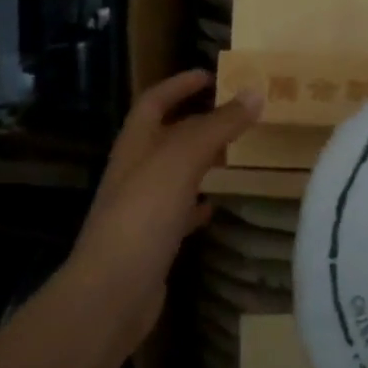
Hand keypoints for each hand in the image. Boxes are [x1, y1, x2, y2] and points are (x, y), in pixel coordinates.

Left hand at [65, 71, 262, 348]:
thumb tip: (254, 92)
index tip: (212, 75)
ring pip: (175, 173)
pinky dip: (198, 203)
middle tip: (236, 114)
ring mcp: (141, 207)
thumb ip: (217, 126)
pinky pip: (179, 212)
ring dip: (201, 160)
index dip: (179, 84)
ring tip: (236, 154)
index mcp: (135, 144)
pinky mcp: (153, 240)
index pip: (154, 101)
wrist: (113, 292)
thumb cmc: (143, 215)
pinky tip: (217, 206)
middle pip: (166, 135)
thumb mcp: (181, 160)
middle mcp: (135, 171)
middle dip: (197, 121)